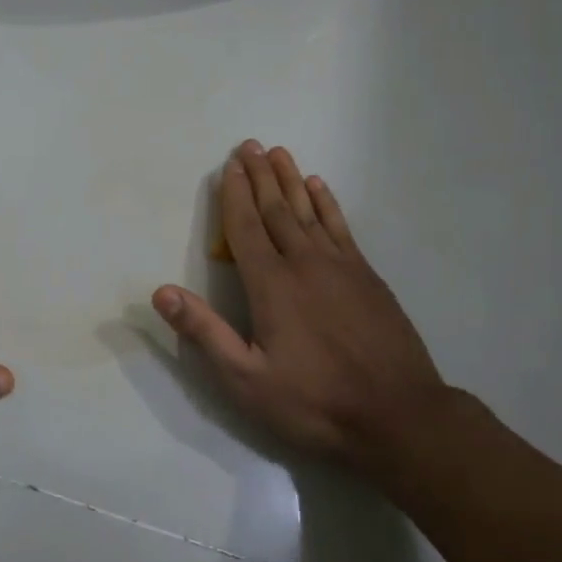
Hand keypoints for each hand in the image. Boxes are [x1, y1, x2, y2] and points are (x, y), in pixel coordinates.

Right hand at [152, 140, 454, 475]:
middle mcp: (304, 264)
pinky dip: (327, 203)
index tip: (228, 166)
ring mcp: (341, 267)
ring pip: (308, 211)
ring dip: (290, 181)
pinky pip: (341, 227)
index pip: (245, 228)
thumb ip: (204, 332)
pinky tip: (319, 188)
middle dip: (259, 177)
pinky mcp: (368, 277)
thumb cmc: (315, 403)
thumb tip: (161, 292)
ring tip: (278, 153)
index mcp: (271, 285)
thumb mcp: (246, 379)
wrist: (399, 416)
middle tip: (248, 145)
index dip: (234, 195)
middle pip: (276, 210)